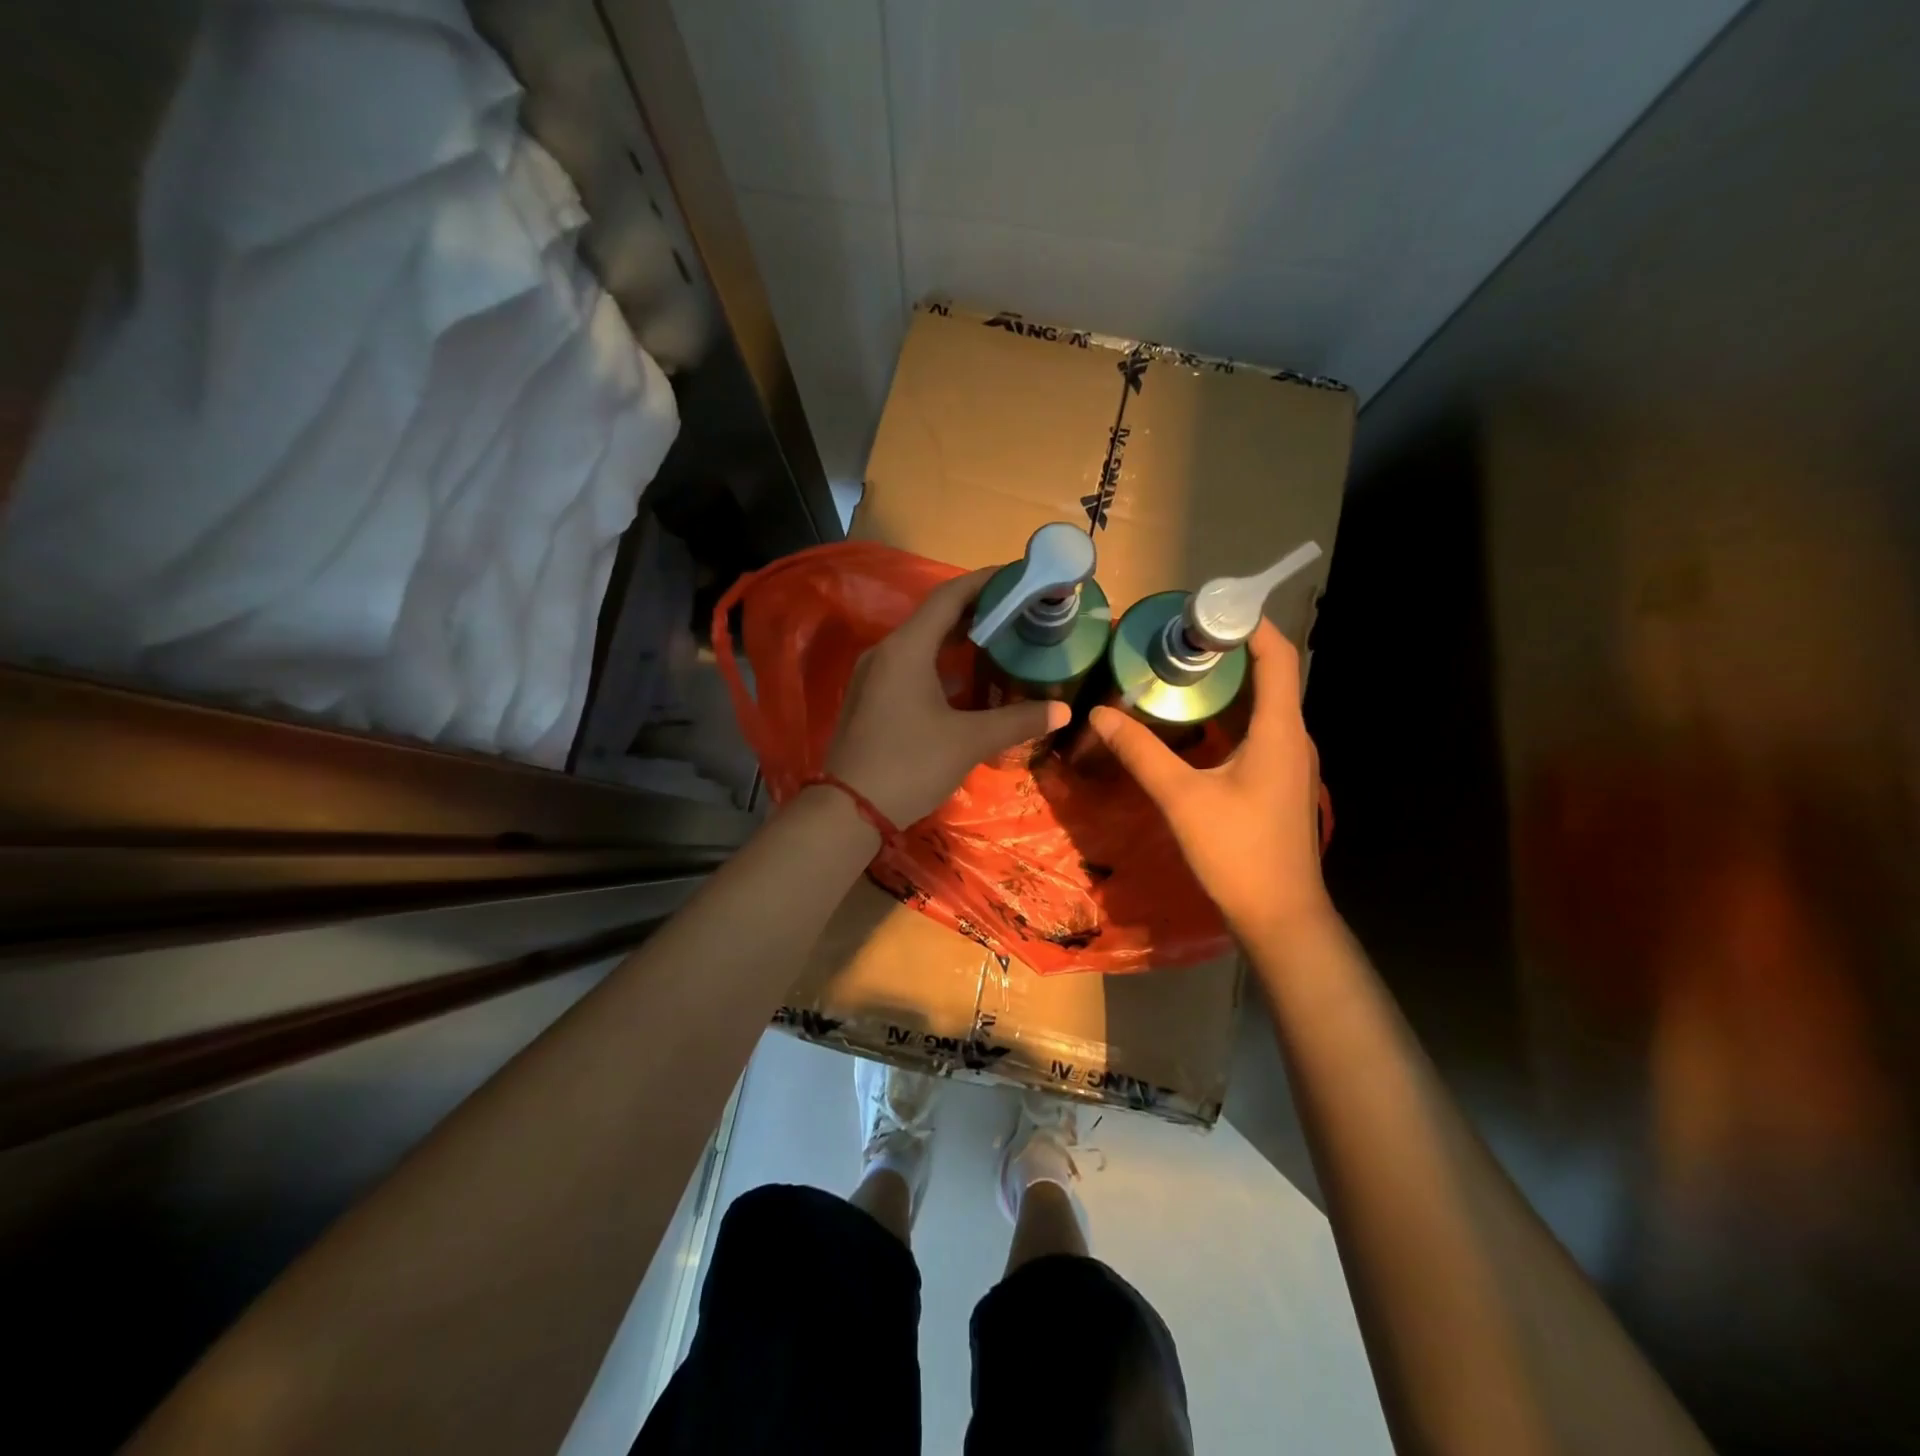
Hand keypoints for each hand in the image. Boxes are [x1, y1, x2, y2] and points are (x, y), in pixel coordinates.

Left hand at [826, 567, 1069, 824]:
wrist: (848, 810)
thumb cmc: (910, 764)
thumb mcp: (969, 741)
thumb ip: (1018, 721)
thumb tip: (1063, 711)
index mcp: (907, 648)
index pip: (949, 596)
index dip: (986, 582)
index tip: (1019, 577)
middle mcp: (886, 652)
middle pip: (935, 617)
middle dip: (978, 612)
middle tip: (1019, 613)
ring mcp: (873, 675)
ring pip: (921, 643)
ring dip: (958, 640)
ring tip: (1000, 642)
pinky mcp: (871, 698)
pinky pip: (910, 665)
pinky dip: (940, 663)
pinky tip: (966, 682)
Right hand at [1087, 619, 1330, 941]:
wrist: (1279, 915)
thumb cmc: (1238, 852)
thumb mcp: (1182, 798)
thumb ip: (1140, 751)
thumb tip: (1100, 712)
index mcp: (1280, 730)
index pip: (1278, 656)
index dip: (1249, 623)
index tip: (1207, 607)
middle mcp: (1292, 737)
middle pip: (1269, 675)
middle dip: (1228, 649)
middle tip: (1177, 636)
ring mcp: (1288, 761)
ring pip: (1262, 704)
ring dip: (1227, 682)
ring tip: (1179, 668)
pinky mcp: (1277, 781)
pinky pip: (1256, 730)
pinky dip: (1228, 713)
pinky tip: (1193, 721)